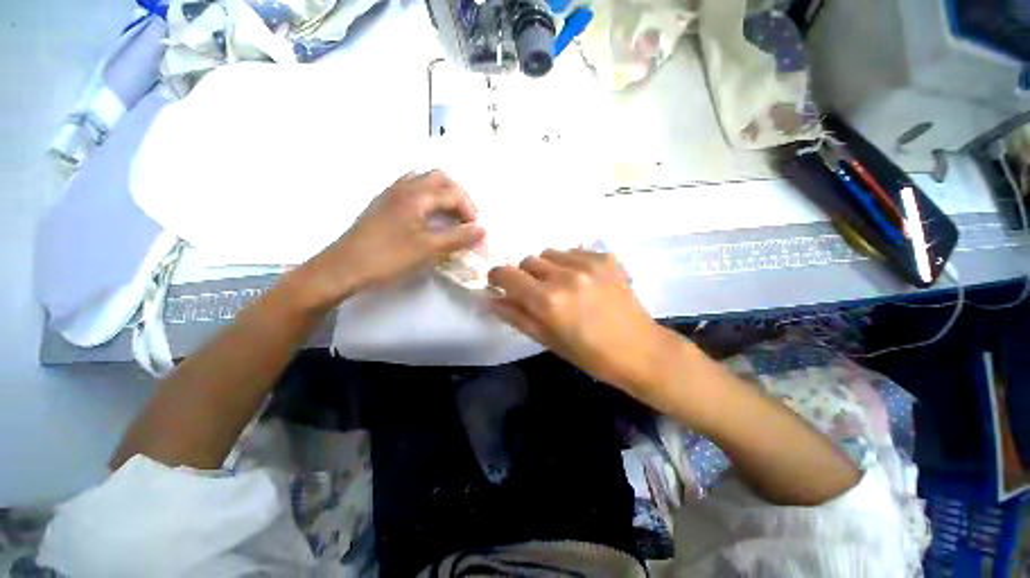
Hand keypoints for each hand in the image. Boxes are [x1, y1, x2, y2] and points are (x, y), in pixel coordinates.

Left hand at [296, 171, 484, 308]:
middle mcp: (404, 187)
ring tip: (450, 215)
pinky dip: (427, 197)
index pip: (453, 194)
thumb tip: (482, 230)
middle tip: (466, 217)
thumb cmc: (388, 257)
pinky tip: (428, 217)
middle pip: (439, 178)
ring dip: (442, 194)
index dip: (470, 211)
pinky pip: (411, 190)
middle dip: (458, 196)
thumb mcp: (428, 248)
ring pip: (424, 181)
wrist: (344, 267)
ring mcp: (391, 194)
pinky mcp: (383, 204)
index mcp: (416, 195)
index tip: (476, 231)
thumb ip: (457, 237)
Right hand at [488, 249, 676, 393]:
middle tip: (536, 293)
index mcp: (548, 301)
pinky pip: (572, 252)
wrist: (640, 350)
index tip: (500, 285)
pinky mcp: (604, 258)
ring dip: (546, 268)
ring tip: (561, 286)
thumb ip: (517, 316)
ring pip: (549, 253)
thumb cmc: (590, 355)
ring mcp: (587, 263)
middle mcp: (565, 275)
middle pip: (527, 261)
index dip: (497, 278)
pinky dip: (568, 264)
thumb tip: (492, 299)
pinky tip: (581, 281)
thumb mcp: (548, 341)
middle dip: (524, 276)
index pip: (506, 274)